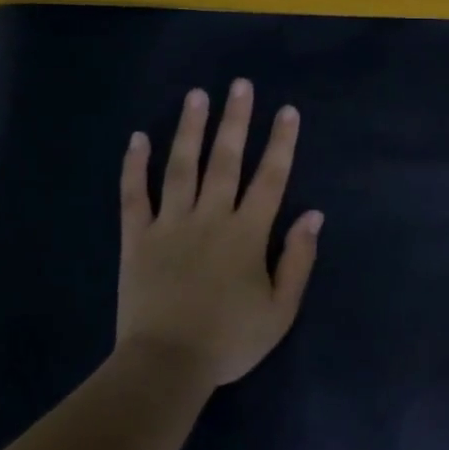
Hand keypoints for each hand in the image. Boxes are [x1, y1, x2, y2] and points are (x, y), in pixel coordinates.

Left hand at [116, 79, 323, 389]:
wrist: (167, 364)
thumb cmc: (230, 340)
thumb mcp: (281, 310)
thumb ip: (298, 260)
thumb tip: (313, 216)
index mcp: (247, 234)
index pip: (270, 179)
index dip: (280, 143)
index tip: (286, 111)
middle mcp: (210, 218)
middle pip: (225, 161)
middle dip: (235, 121)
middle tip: (240, 85)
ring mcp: (170, 225)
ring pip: (181, 167)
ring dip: (190, 129)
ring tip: (197, 96)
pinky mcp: (137, 238)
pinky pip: (134, 195)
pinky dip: (135, 167)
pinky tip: (138, 139)